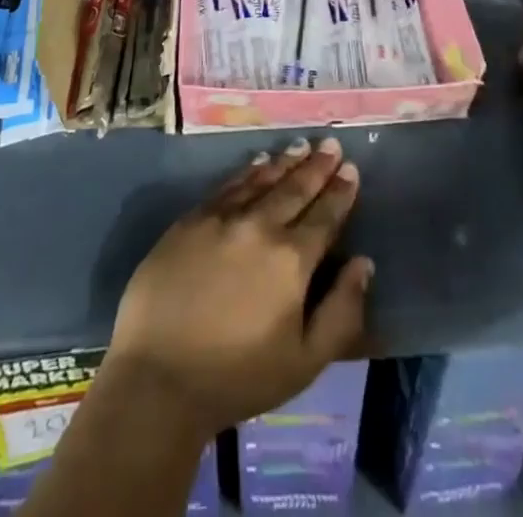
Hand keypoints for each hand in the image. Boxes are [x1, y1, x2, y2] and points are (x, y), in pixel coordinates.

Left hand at [104, 137, 373, 438]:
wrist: (158, 378)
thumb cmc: (237, 378)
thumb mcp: (304, 362)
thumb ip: (341, 312)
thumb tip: (363, 263)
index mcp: (292, 259)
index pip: (325, 216)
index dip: (340, 191)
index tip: (352, 169)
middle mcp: (260, 226)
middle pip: (295, 188)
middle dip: (317, 166)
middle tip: (331, 144)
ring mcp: (222, 218)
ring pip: (262, 180)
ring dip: (285, 162)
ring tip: (301, 145)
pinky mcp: (191, 220)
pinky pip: (227, 186)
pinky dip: (247, 172)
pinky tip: (257, 163)